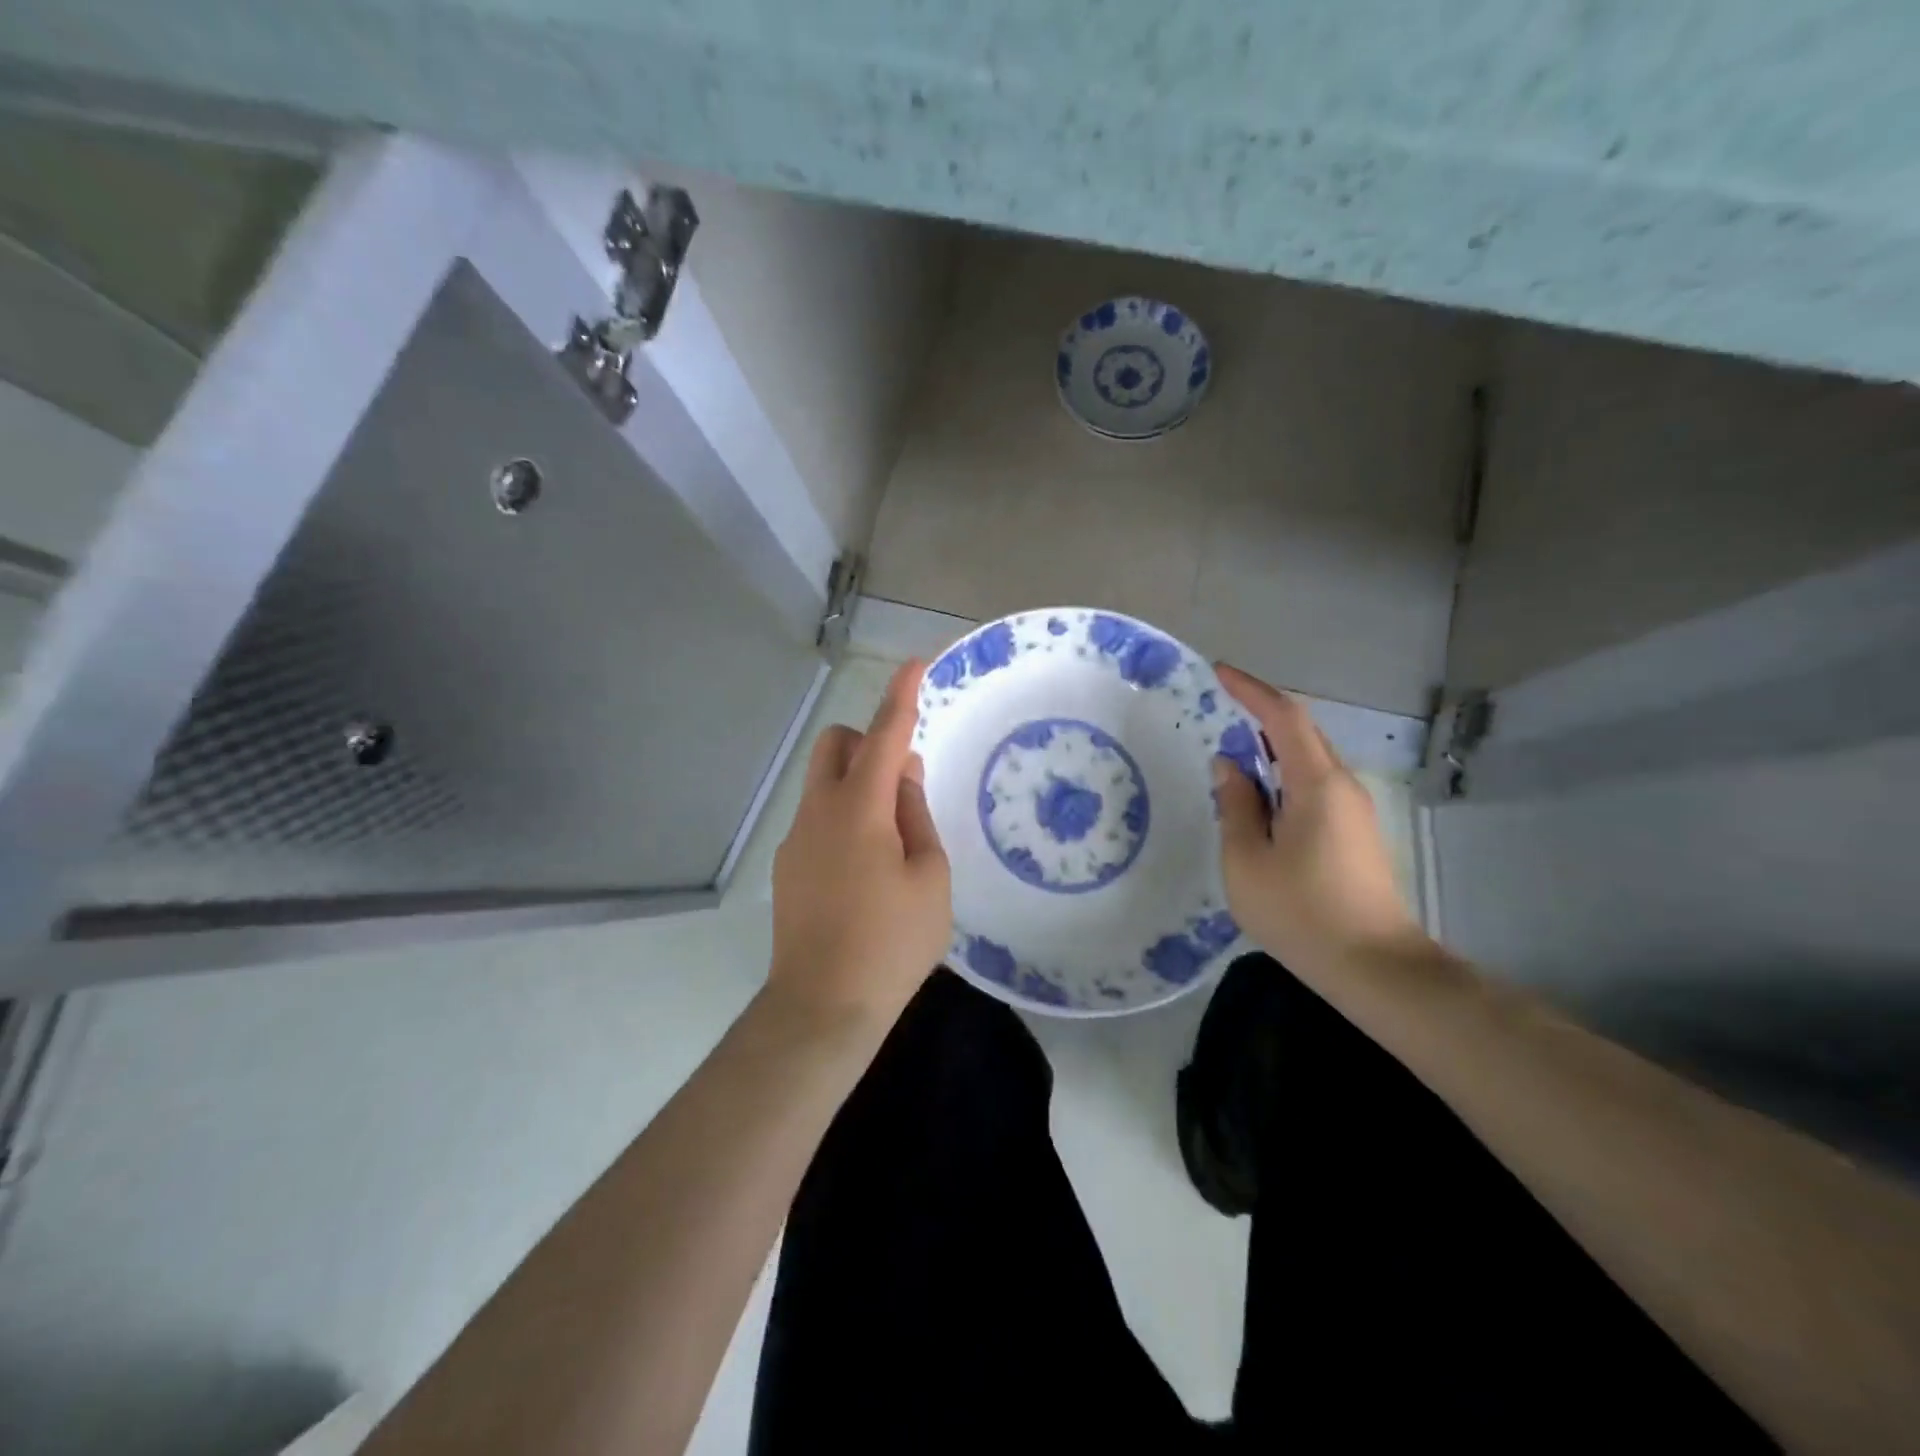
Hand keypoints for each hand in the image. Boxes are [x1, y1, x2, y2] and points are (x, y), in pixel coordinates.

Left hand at [768, 660, 951, 1025]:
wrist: (822, 1007)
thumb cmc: (892, 943)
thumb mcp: (929, 878)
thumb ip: (916, 816)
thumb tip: (901, 777)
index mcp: (859, 808)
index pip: (884, 736)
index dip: (902, 697)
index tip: (915, 664)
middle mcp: (819, 811)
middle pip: (835, 744)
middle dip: (868, 741)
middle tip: (904, 782)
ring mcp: (796, 839)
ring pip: (823, 782)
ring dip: (858, 783)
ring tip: (892, 839)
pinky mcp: (787, 867)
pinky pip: (818, 819)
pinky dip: (844, 818)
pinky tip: (865, 871)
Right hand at [1212, 663, 1429, 974]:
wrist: (1374, 966)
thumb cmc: (1301, 912)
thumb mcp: (1246, 860)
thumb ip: (1235, 805)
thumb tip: (1229, 766)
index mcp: (1317, 784)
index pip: (1284, 718)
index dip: (1252, 690)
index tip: (1219, 672)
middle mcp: (1342, 786)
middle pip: (1302, 732)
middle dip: (1261, 712)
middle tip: (1220, 706)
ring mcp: (1354, 809)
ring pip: (1310, 758)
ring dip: (1271, 746)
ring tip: (1232, 752)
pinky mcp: (1354, 832)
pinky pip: (1314, 783)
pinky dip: (1284, 774)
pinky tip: (1260, 795)